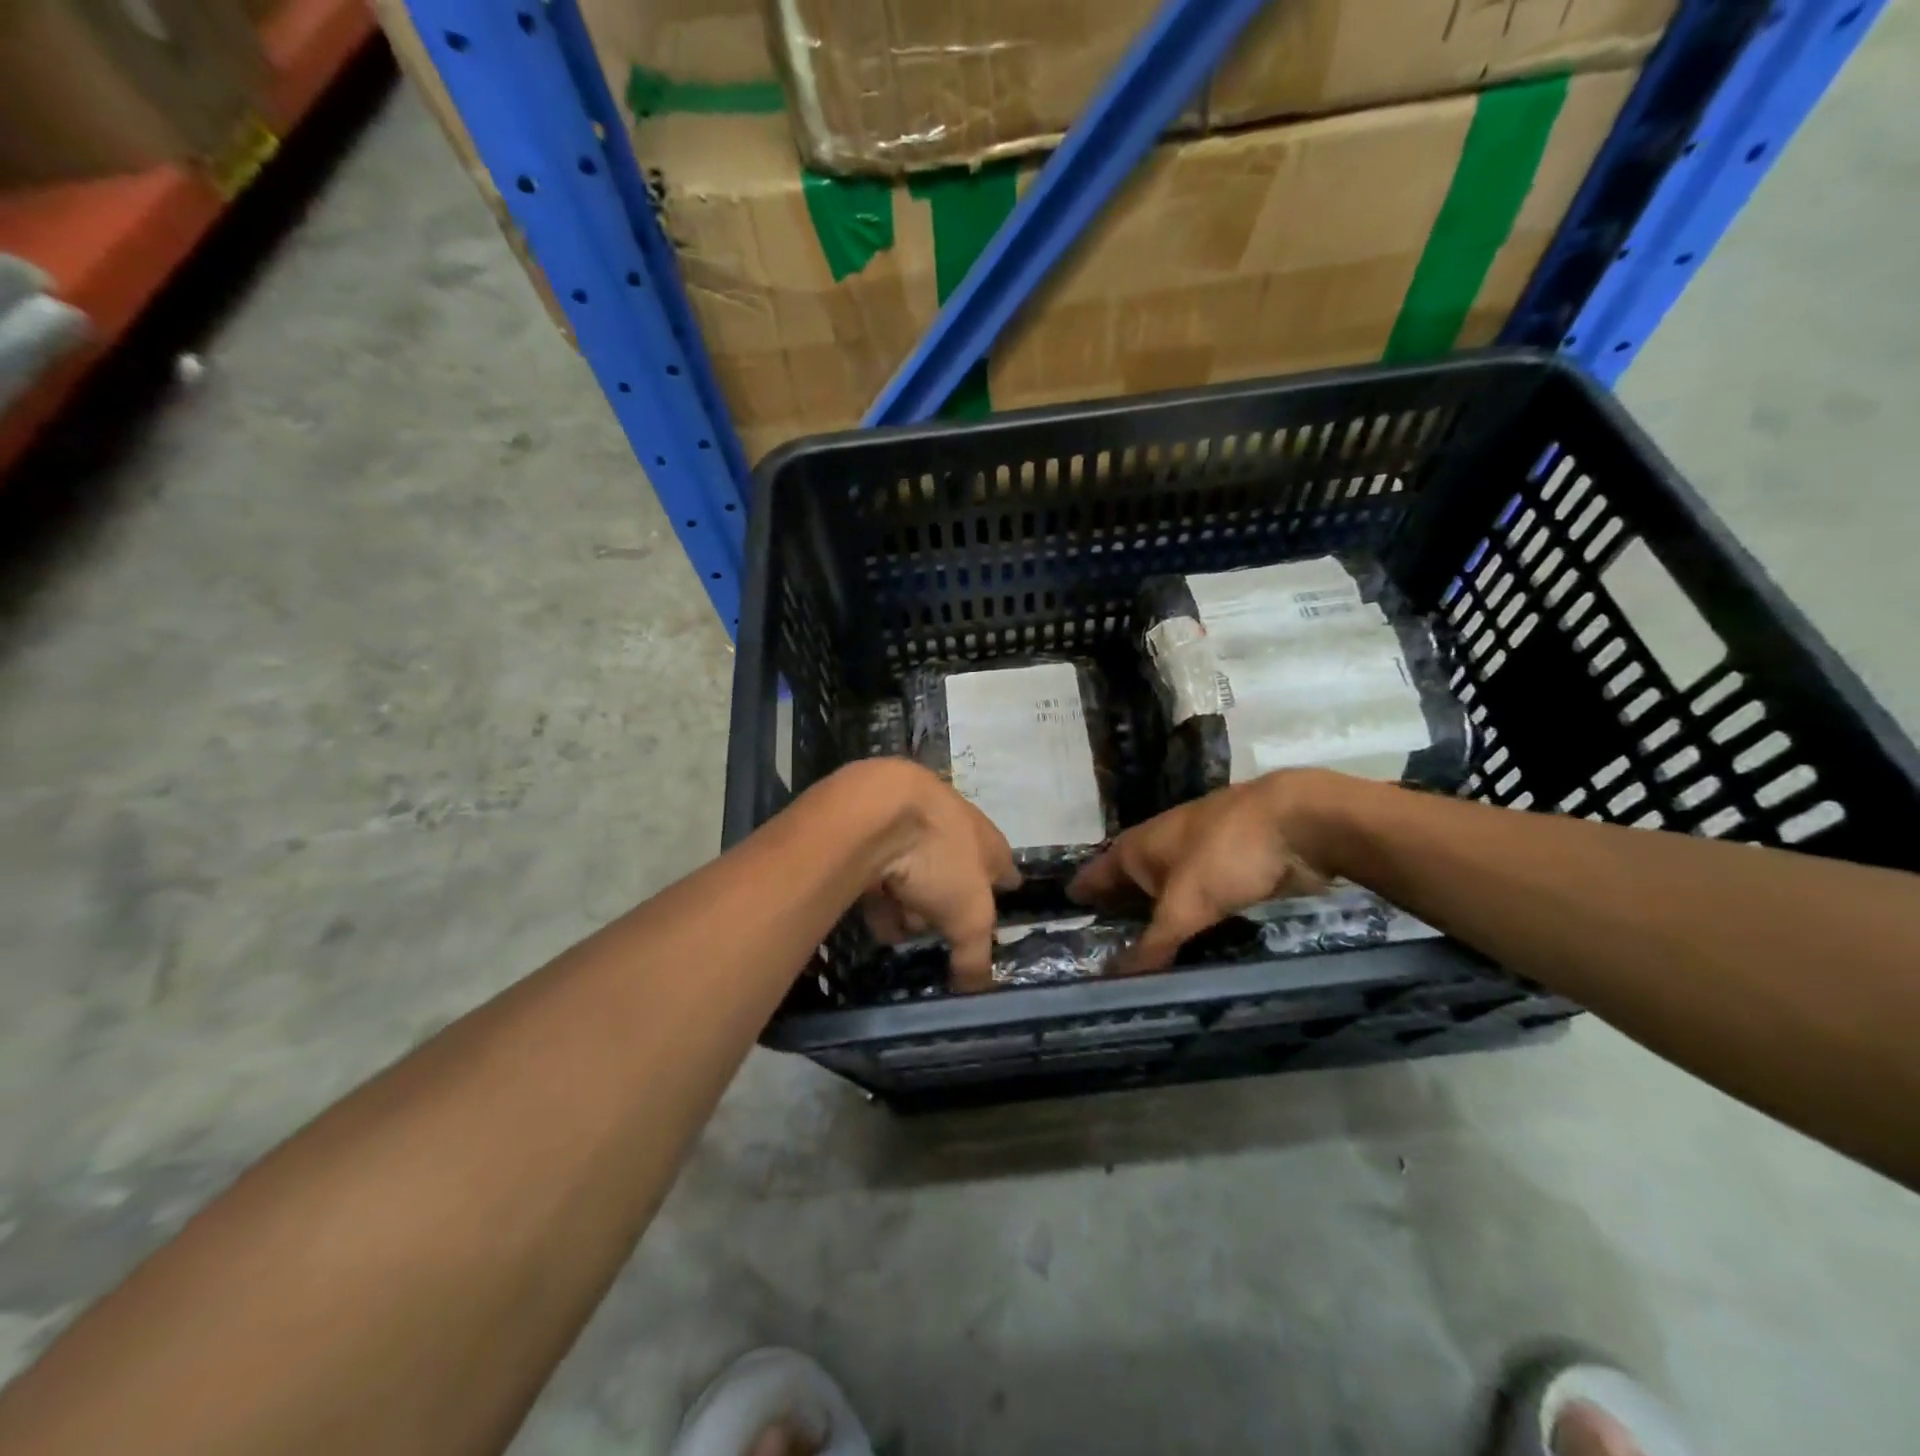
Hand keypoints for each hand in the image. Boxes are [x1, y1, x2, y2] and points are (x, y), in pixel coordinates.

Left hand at [841, 759, 1019, 990]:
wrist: (874, 807)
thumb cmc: (937, 858)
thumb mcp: (967, 918)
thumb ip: (974, 957)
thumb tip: (976, 990)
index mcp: (987, 841)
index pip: (1004, 868)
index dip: (1002, 887)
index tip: (1002, 898)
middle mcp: (953, 826)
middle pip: (955, 872)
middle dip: (944, 904)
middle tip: (933, 927)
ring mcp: (912, 820)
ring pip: (916, 870)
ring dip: (909, 900)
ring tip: (896, 925)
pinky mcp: (873, 823)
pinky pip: (882, 865)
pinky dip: (880, 890)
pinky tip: (871, 910)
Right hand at [1067, 771, 1345, 972]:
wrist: (1298, 823)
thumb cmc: (1226, 854)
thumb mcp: (1184, 904)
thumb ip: (1152, 944)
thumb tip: (1111, 981)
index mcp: (1137, 846)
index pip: (1094, 875)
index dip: (1079, 898)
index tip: (1062, 926)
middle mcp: (1159, 849)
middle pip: (1128, 886)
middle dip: (1116, 916)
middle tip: (1097, 957)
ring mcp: (1195, 858)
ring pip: (1164, 895)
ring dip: (1154, 922)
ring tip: (1139, 960)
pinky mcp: (1228, 870)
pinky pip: (1197, 903)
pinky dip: (1188, 922)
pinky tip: (1187, 945)